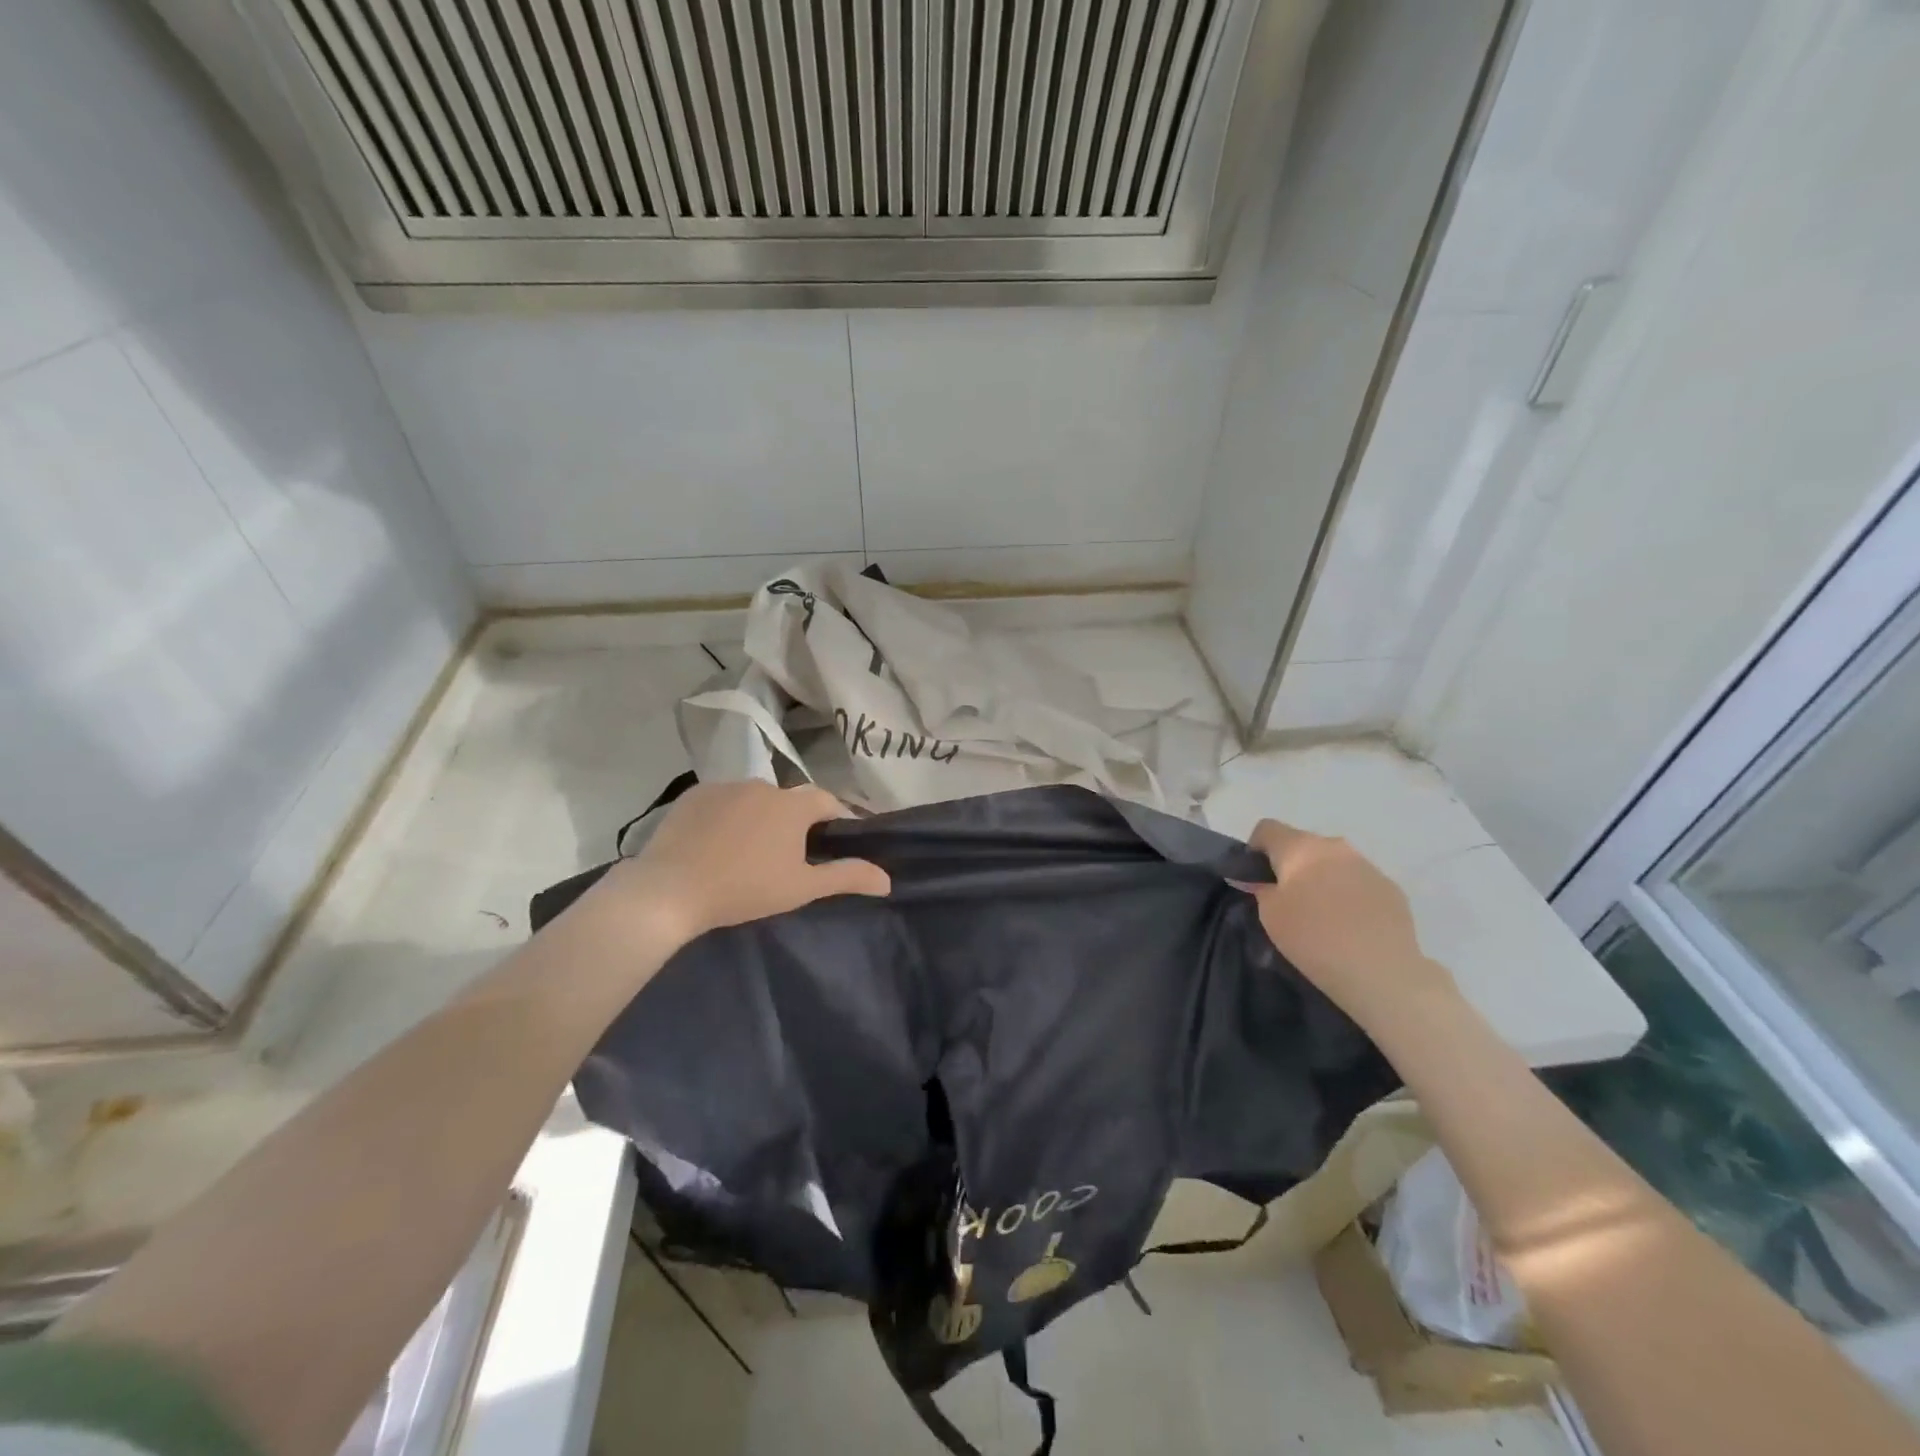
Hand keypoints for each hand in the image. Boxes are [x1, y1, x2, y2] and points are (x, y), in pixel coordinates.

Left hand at [593, 780, 890, 944]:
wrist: (670, 890)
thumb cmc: (745, 889)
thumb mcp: (801, 888)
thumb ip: (846, 877)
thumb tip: (887, 879)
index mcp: (793, 805)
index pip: (827, 802)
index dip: (836, 818)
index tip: (835, 841)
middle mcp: (763, 785)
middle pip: (789, 800)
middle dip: (794, 821)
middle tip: (788, 855)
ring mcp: (725, 786)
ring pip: (754, 799)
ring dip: (759, 817)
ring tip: (748, 850)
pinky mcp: (693, 795)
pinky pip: (722, 801)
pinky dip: (726, 816)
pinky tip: (715, 843)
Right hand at [1243, 819, 1453, 1025]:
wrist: (1380, 971)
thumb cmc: (1312, 937)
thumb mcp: (1270, 915)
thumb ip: (1261, 889)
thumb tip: (1260, 881)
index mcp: (1300, 847)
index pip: (1267, 828)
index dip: (1255, 849)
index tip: (1255, 878)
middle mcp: (1334, 846)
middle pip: (1302, 845)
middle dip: (1291, 866)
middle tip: (1287, 900)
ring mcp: (1367, 865)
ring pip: (1333, 863)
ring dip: (1322, 879)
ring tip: (1322, 915)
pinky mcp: (1391, 888)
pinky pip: (1358, 882)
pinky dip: (1348, 895)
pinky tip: (1350, 925)